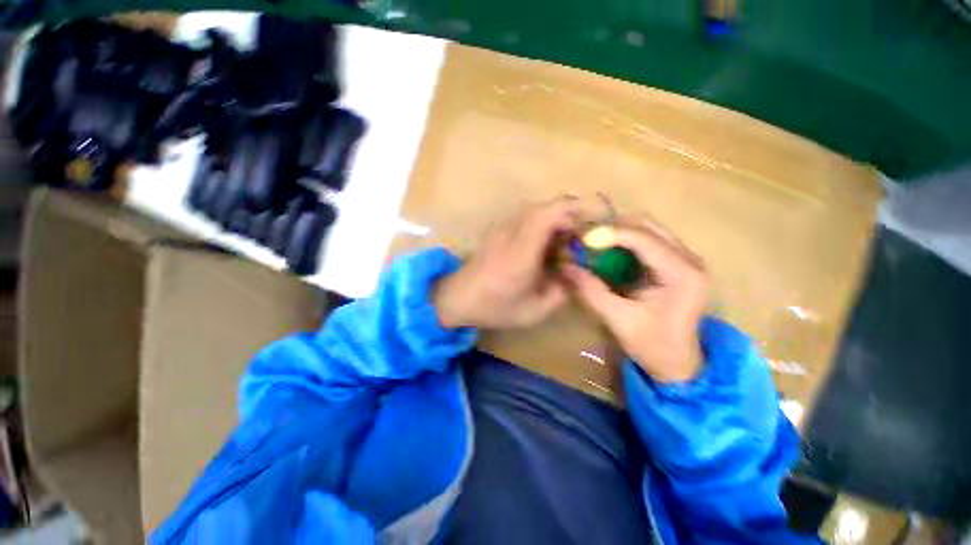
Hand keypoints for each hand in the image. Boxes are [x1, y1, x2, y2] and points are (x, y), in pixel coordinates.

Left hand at [434, 198, 578, 329]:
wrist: (458, 297)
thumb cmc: (495, 307)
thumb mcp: (535, 310)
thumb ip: (562, 292)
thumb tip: (575, 274)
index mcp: (522, 250)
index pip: (550, 213)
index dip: (574, 212)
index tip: (588, 229)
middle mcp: (512, 232)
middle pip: (545, 207)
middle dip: (568, 219)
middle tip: (577, 242)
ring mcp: (502, 228)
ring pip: (535, 210)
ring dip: (553, 221)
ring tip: (560, 246)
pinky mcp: (497, 230)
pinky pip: (524, 218)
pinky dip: (539, 225)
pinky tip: (539, 247)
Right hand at [562, 216, 707, 382]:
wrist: (678, 363)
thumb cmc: (652, 345)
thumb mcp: (618, 319)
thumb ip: (591, 291)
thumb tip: (565, 268)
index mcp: (682, 274)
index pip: (644, 239)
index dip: (611, 233)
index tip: (583, 238)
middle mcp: (690, 260)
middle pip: (648, 227)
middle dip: (614, 228)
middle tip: (587, 239)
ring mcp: (686, 260)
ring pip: (648, 230)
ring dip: (619, 233)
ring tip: (595, 244)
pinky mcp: (677, 264)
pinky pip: (648, 241)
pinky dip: (625, 242)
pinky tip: (609, 252)